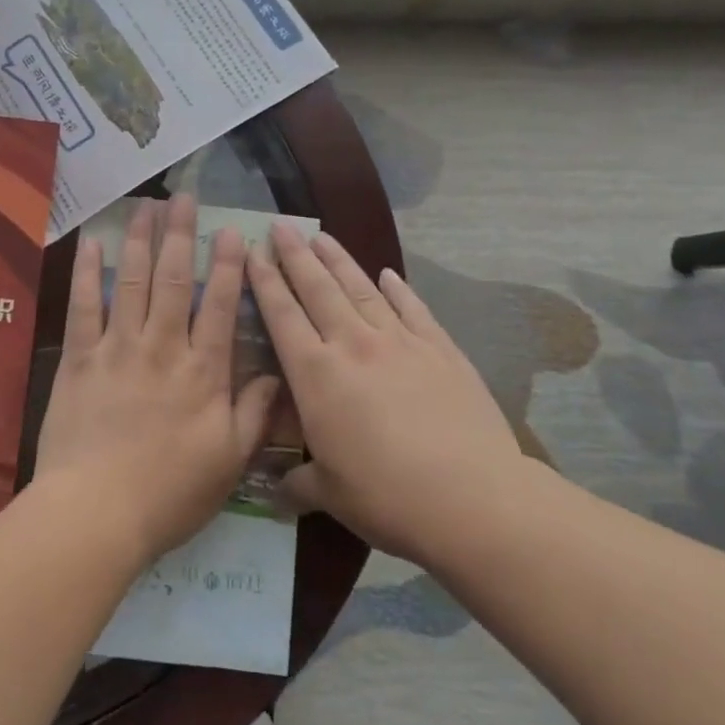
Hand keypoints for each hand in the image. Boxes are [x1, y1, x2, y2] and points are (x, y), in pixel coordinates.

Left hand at [32, 195, 279, 563]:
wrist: (96, 512)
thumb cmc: (169, 494)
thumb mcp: (229, 462)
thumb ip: (253, 413)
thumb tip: (276, 374)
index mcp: (203, 372)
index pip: (220, 306)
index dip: (228, 265)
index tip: (231, 231)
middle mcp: (162, 347)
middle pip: (173, 279)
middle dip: (180, 234)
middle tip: (183, 197)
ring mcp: (117, 348)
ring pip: (131, 281)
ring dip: (139, 239)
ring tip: (144, 206)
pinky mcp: (79, 359)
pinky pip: (83, 306)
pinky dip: (87, 272)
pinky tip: (92, 242)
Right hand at [247, 223, 528, 563]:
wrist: (473, 499)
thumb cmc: (387, 497)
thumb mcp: (330, 494)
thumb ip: (298, 483)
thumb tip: (275, 492)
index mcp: (317, 375)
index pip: (282, 316)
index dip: (264, 281)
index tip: (252, 250)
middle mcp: (354, 346)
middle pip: (318, 289)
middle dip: (295, 255)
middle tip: (281, 225)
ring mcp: (401, 343)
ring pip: (361, 290)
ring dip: (339, 261)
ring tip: (322, 235)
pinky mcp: (442, 351)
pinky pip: (414, 310)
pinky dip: (399, 289)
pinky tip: (388, 273)